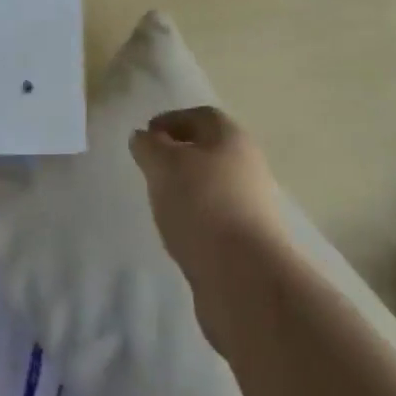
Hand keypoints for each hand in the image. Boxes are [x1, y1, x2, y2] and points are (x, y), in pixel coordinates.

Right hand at [130, 106, 292, 336]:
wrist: (246, 280)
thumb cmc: (202, 205)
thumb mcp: (163, 166)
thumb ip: (149, 147)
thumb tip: (143, 137)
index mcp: (232, 138)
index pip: (201, 116)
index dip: (172, 120)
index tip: (146, 135)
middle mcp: (248, 166)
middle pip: (210, 151)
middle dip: (179, 155)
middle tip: (150, 168)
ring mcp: (252, 207)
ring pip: (213, 186)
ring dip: (187, 190)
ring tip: (160, 203)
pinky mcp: (249, 243)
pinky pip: (216, 219)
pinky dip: (196, 220)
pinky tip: (178, 234)